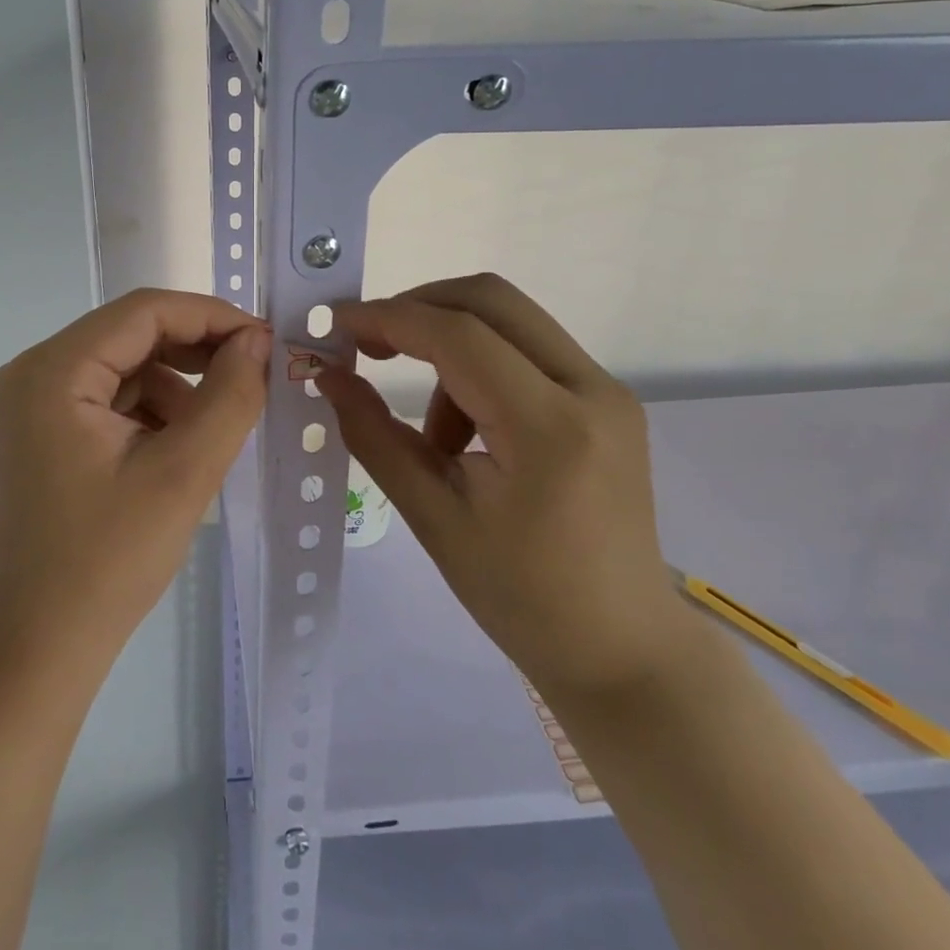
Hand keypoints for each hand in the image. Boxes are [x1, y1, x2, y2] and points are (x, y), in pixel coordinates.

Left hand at [0, 289, 270, 671]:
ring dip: (176, 387)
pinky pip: (107, 399)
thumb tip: (257, 342)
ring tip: (214, 432)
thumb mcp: (183, 473)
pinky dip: (150, 412)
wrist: (36, 648)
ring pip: (123, 367)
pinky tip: (177, 451)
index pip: (144, 312)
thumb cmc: (107, 561)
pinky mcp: (40, 433)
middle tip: (254, 378)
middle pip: (131, 335)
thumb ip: (230, 397)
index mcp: (53, 370)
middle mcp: (32, 372)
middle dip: (196, 353)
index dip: (211, 316)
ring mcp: (31, 404)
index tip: (266, 343)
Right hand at [316, 274, 684, 701]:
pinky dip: (480, 365)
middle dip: (418, 309)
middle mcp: (590, 389)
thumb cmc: (521, 598)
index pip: (458, 335)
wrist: (621, 649)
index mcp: (549, 428)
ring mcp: (606, 390)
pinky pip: (528, 350)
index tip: (335, 326)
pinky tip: (468, 433)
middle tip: (371, 348)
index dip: (388, 319)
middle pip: (490, 299)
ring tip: (432, 432)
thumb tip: (328, 375)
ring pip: (509, 319)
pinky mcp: (607, 400)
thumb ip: (374, 435)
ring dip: (450, 344)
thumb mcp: (432, 518)